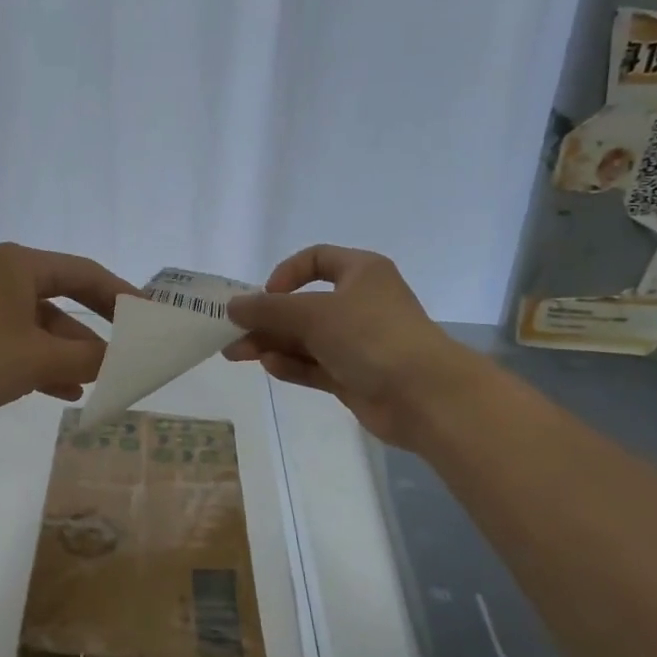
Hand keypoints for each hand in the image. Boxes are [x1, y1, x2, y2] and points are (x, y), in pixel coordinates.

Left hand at [0, 243, 135, 438]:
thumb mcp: (36, 360)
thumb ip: (87, 359)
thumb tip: (124, 361)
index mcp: (21, 266)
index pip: (86, 274)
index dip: (123, 297)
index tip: (151, 320)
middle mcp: (5, 279)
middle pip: (67, 301)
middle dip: (97, 332)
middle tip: (130, 354)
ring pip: (44, 329)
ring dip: (71, 355)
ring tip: (101, 382)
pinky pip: (21, 347)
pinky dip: (44, 367)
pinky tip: (66, 393)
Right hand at [224, 245, 486, 449]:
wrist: (424, 395)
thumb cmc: (371, 336)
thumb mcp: (313, 314)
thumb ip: (269, 310)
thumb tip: (233, 307)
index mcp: (360, 272)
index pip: (316, 260)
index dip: (286, 274)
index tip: (266, 295)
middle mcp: (359, 303)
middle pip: (304, 305)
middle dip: (267, 319)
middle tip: (232, 334)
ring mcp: (357, 342)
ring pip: (306, 338)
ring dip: (272, 343)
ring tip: (237, 354)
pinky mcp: (354, 375)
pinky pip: (315, 365)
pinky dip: (292, 364)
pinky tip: (270, 366)